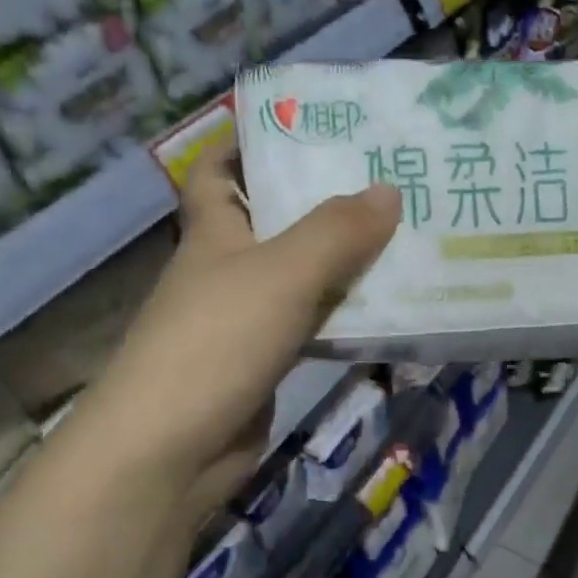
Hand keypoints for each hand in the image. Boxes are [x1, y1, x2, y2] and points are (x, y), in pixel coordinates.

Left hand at [84, 144, 399, 522]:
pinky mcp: (264, 365)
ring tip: (405, 238)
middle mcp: (226, 270)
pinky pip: (311, 325)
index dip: (249, 144)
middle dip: (323, 202)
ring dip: (343, 262)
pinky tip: (386, 309)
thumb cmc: (217, 341)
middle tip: (388, 182)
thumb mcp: (282, 273)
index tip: (306, 129)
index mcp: (213, 232)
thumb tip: (388, 189)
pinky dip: (342, 315)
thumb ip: (337, 231)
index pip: (219, 171)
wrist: (172, 449)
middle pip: (274, 222)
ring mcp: (244, 321)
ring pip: (300, 278)